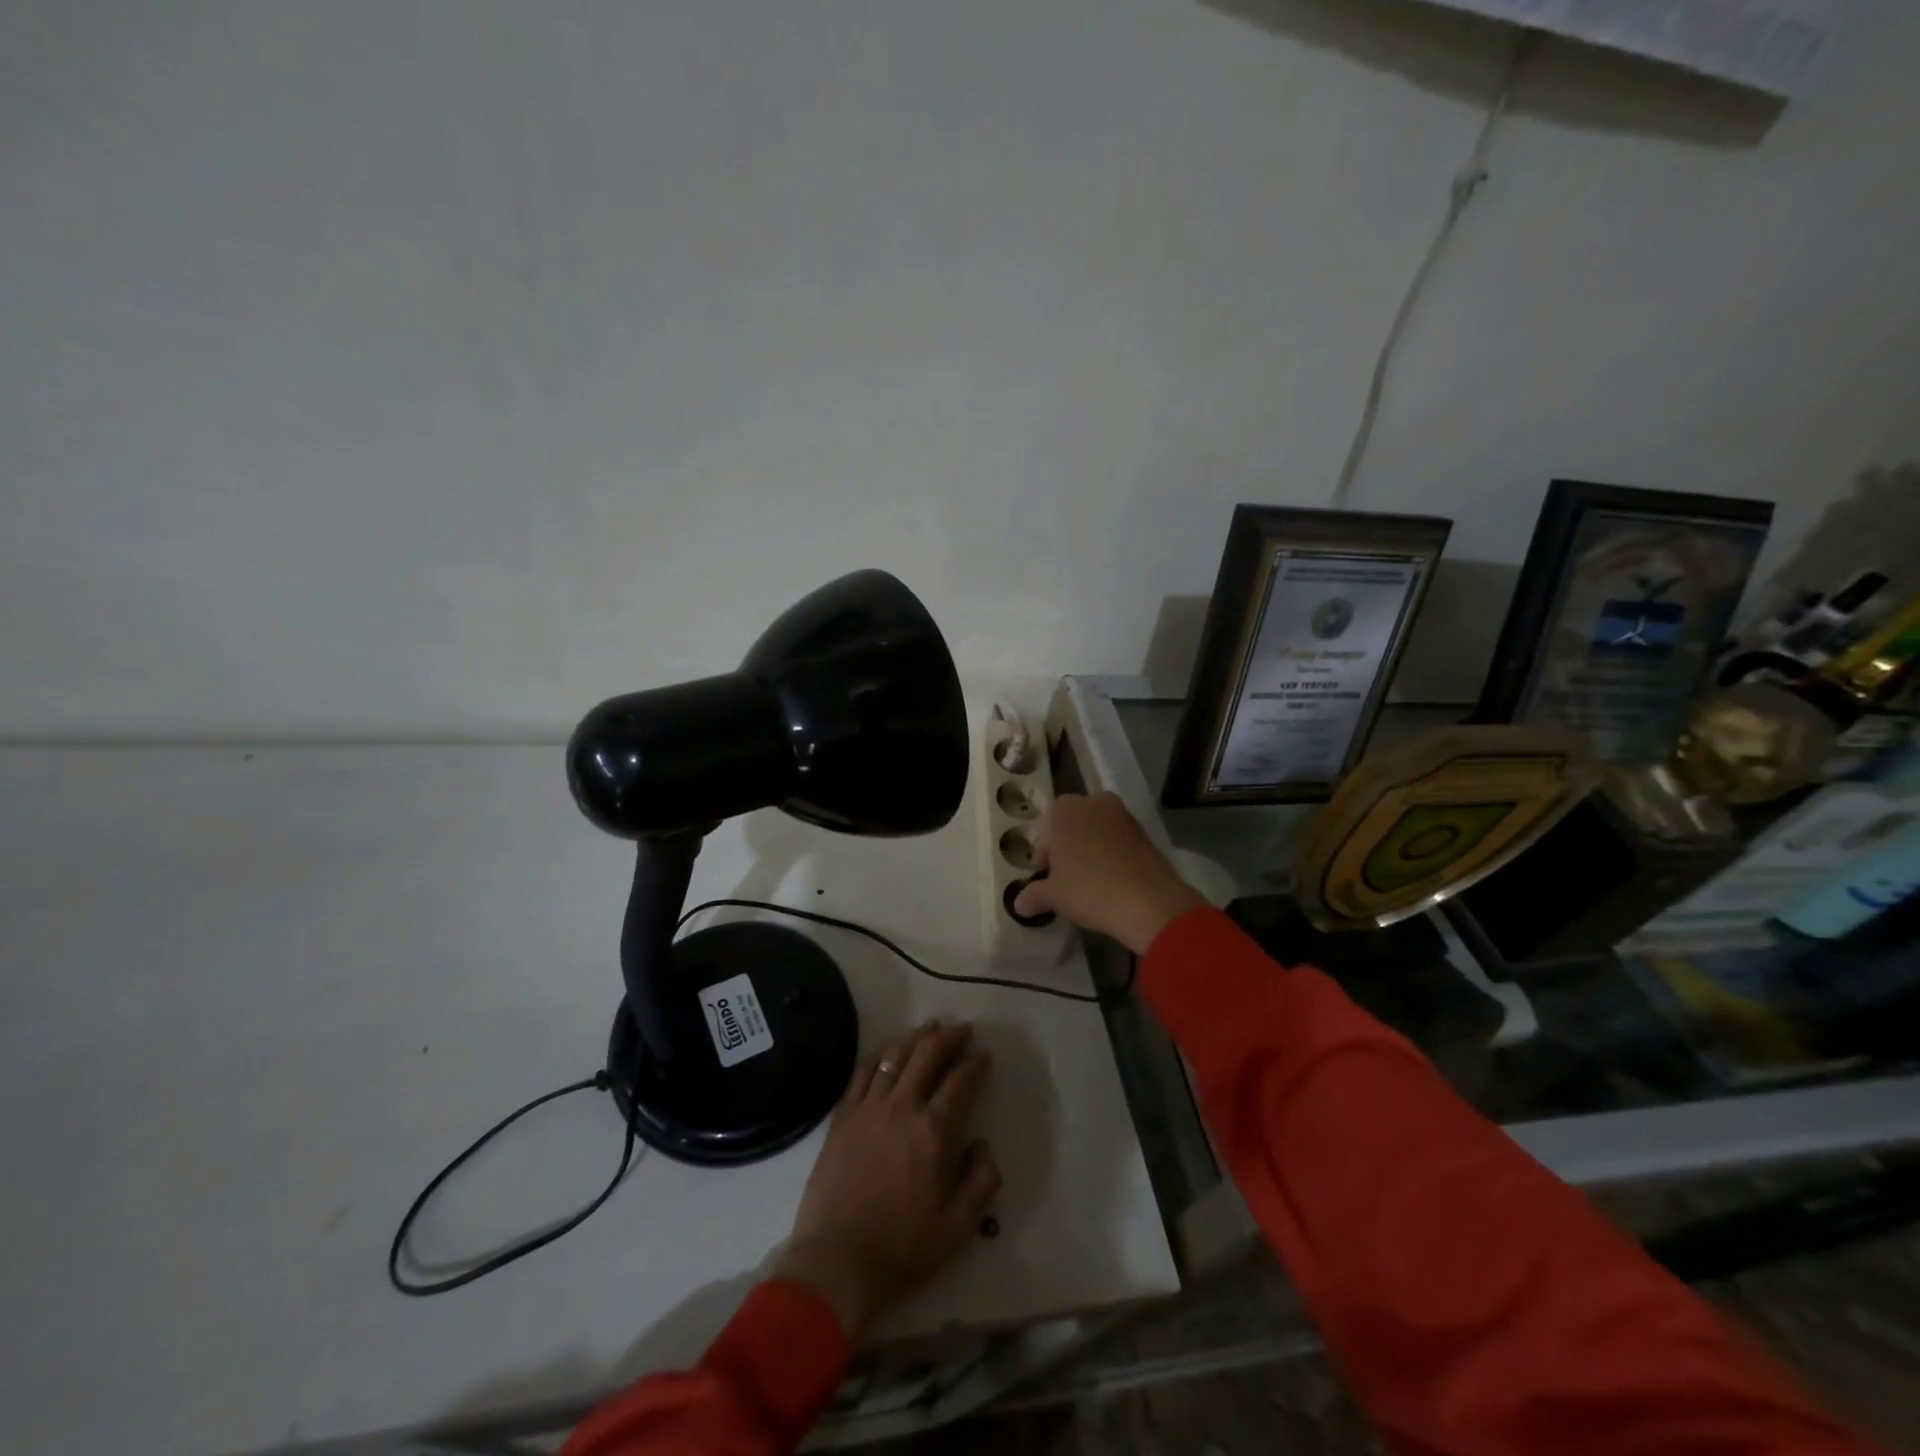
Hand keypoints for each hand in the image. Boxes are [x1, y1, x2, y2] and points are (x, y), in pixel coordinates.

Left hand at [774, 1021, 998, 1340]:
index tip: (985, 1055)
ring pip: (894, 1056)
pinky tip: (887, 1051)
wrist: (837, 1262)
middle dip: (949, 1036)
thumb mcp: (959, 1226)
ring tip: (929, 1027)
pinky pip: (862, 1073)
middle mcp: (902, 1107)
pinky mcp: (842, 1117)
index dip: (976, 1064)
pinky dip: (879, 1055)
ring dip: (915, 1037)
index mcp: (933, 1131)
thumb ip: (982, 1181)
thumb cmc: (902, 1248)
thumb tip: (982, 1143)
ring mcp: (868, 1108)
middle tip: (963, 1029)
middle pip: (927, 1055)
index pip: (960, 1082)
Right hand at [1012, 792, 1203, 953]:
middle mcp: (1092, 802)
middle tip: (1067, 880)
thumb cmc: (1089, 890)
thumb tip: (1019, 904)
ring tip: (1092, 883)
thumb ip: (1032, 895)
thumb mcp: (1053, 896)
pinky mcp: (1145, 831)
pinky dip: (1112, 855)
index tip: (1048, 880)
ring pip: (1096, 832)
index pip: (1044, 834)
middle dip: (1067, 849)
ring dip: (1091, 851)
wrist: (1149, 902)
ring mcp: (1122, 814)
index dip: (1044, 859)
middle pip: (1071, 827)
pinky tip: (1113, 881)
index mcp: (1063, 809)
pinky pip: (1118, 841)